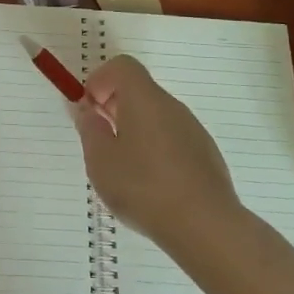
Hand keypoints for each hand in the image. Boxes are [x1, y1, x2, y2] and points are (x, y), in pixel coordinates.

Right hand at [72, 56, 240, 245]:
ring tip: (122, 168)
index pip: (122, 66)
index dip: (100, 79)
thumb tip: (88, 111)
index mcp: (144, 99)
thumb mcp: (101, 160)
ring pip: (155, 116)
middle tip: (99, 139)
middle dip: (113, 106)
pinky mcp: (206, 155)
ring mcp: (193, 131)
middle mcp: (172, 107)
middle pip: (139, 90)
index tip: (89, 108)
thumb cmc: (144, 187)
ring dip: (134, 129)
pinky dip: (154, 148)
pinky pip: (172, 138)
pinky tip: (149, 184)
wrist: (206, 227)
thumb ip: (90, 129)